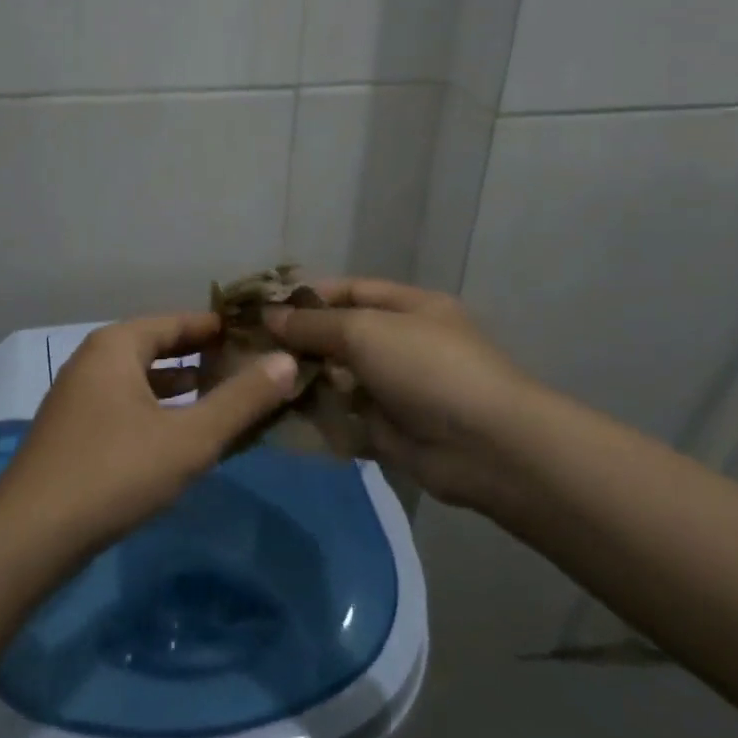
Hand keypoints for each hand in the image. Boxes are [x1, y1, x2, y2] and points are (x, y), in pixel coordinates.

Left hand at [0, 313, 299, 554]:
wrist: (32, 533)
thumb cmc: (116, 471)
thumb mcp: (189, 437)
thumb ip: (241, 400)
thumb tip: (286, 361)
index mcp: (117, 346)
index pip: (176, 321)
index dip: (216, 327)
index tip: (255, 334)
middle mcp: (93, 360)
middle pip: (157, 346)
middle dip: (200, 356)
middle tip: (246, 365)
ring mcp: (79, 396)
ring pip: (140, 379)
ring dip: (179, 385)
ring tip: (221, 395)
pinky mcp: (74, 430)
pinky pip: (126, 404)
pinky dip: (157, 409)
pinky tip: (178, 433)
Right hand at [265, 278, 551, 511]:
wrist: (486, 446)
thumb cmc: (427, 368)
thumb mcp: (365, 330)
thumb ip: (313, 324)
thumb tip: (268, 316)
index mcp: (409, 307)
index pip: (350, 291)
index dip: (308, 296)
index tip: (263, 307)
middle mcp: (402, 344)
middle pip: (341, 336)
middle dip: (300, 342)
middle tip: (251, 350)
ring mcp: (397, 389)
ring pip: (339, 379)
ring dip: (305, 381)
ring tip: (261, 383)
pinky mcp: (389, 430)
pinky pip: (345, 418)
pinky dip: (318, 417)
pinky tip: (281, 416)